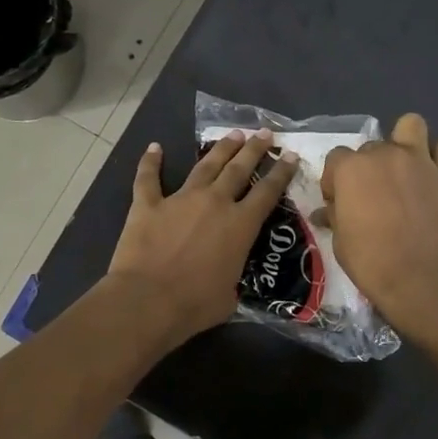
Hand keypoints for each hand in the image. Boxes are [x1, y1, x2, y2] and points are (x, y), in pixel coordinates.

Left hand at [107, 130, 298, 346]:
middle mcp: (215, 203)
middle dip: (254, 149)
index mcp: (240, 225)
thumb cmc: (195, 305)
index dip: (281, 172)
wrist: (148, 300)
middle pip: (239, 168)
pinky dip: (150, 162)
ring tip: (232, 134)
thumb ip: (233, 277)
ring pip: (205, 165)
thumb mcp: (230, 294)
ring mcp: (180, 199)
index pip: (268, 192)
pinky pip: (148, 178)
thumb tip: (228, 278)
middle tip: (263, 133)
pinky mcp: (147, 204)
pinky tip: (154, 147)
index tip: (289, 155)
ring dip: (220, 148)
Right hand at [320, 113, 437, 339]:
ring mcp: (420, 161)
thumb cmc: (371, 262)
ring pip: (411, 125)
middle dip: (369, 167)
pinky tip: (434, 175)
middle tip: (373, 196)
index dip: (335, 180)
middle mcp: (385, 154)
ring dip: (405, 141)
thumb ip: (335, 216)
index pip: (336, 159)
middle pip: (371, 147)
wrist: (421, 279)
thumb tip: (326, 211)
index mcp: (351, 169)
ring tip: (404, 168)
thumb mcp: (340, 241)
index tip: (340, 202)